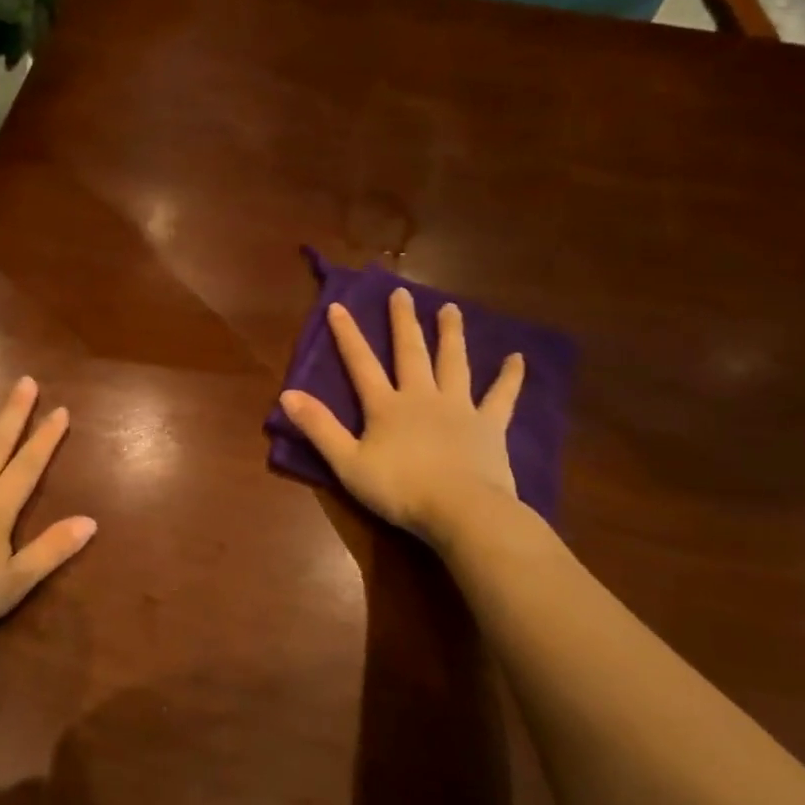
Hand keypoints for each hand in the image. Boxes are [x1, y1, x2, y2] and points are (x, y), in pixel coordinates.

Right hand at [280, 289, 525, 543]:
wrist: (462, 511)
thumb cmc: (399, 489)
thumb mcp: (347, 462)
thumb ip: (319, 427)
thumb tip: (287, 393)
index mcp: (386, 406)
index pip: (361, 364)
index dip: (347, 335)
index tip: (338, 306)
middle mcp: (421, 397)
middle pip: (411, 352)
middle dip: (403, 322)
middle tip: (402, 293)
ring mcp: (459, 408)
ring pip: (454, 363)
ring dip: (451, 335)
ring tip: (450, 309)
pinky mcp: (490, 426)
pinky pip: (502, 396)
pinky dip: (510, 377)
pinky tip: (518, 358)